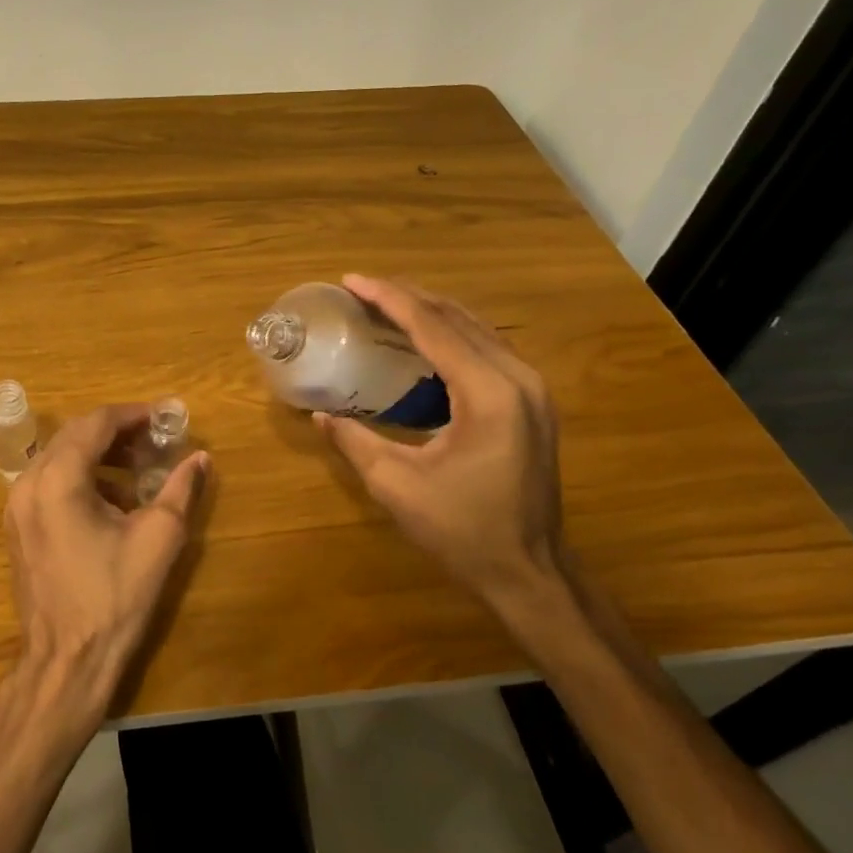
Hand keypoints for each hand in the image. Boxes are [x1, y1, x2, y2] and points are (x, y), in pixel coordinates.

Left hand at [3, 403, 209, 730]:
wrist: (66, 660)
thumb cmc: (114, 597)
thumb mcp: (159, 538)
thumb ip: (180, 488)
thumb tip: (200, 458)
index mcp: (59, 479)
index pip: (96, 424)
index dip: (133, 415)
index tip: (164, 418)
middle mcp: (28, 483)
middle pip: (74, 435)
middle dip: (116, 432)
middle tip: (154, 441)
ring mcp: (16, 506)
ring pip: (59, 457)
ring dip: (98, 454)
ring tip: (138, 468)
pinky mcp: (17, 527)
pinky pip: (48, 482)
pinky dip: (80, 477)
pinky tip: (111, 499)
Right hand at [317, 275, 571, 623]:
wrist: (529, 571)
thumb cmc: (463, 531)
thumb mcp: (396, 486)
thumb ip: (355, 442)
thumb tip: (320, 416)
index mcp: (488, 393)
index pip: (433, 327)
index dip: (389, 299)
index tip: (351, 281)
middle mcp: (518, 378)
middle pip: (458, 318)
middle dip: (408, 297)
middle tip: (362, 290)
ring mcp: (532, 389)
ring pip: (477, 329)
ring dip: (431, 312)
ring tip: (386, 305)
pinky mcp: (532, 402)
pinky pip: (487, 349)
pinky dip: (451, 335)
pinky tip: (423, 340)